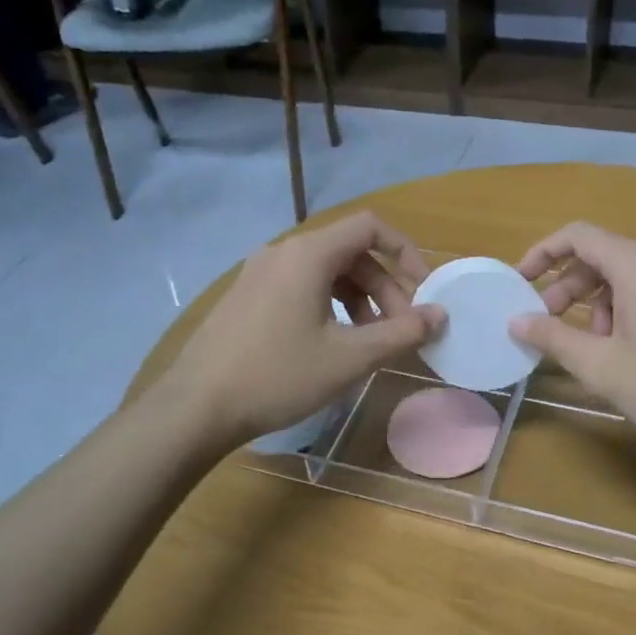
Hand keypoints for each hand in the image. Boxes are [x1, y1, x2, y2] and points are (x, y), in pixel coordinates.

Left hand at [160, 212, 442, 446]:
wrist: (196, 407)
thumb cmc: (278, 376)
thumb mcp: (349, 358)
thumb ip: (401, 333)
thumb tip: (439, 315)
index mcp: (308, 254)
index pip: (370, 227)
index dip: (405, 252)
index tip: (423, 290)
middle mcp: (282, 252)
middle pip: (350, 252)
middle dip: (384, 287)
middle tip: (400, 331)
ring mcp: (258, 273)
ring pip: (325, 272)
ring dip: (358, 299)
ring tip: (370, 342)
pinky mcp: (246, 296)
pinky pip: (300, 286)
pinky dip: (328, 305)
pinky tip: (331, 344)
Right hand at [510, 222, 635, 459]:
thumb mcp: (602, 366)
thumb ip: (553, 337)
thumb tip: (516, 321)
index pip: (578, 235)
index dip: (542, 254)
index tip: (520, 283)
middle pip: (603, 256)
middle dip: (567, 288)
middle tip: (546, 325)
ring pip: (627, 278)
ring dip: (596, 305)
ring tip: (591, 349)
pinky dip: (625, 312)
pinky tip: (626, 354)